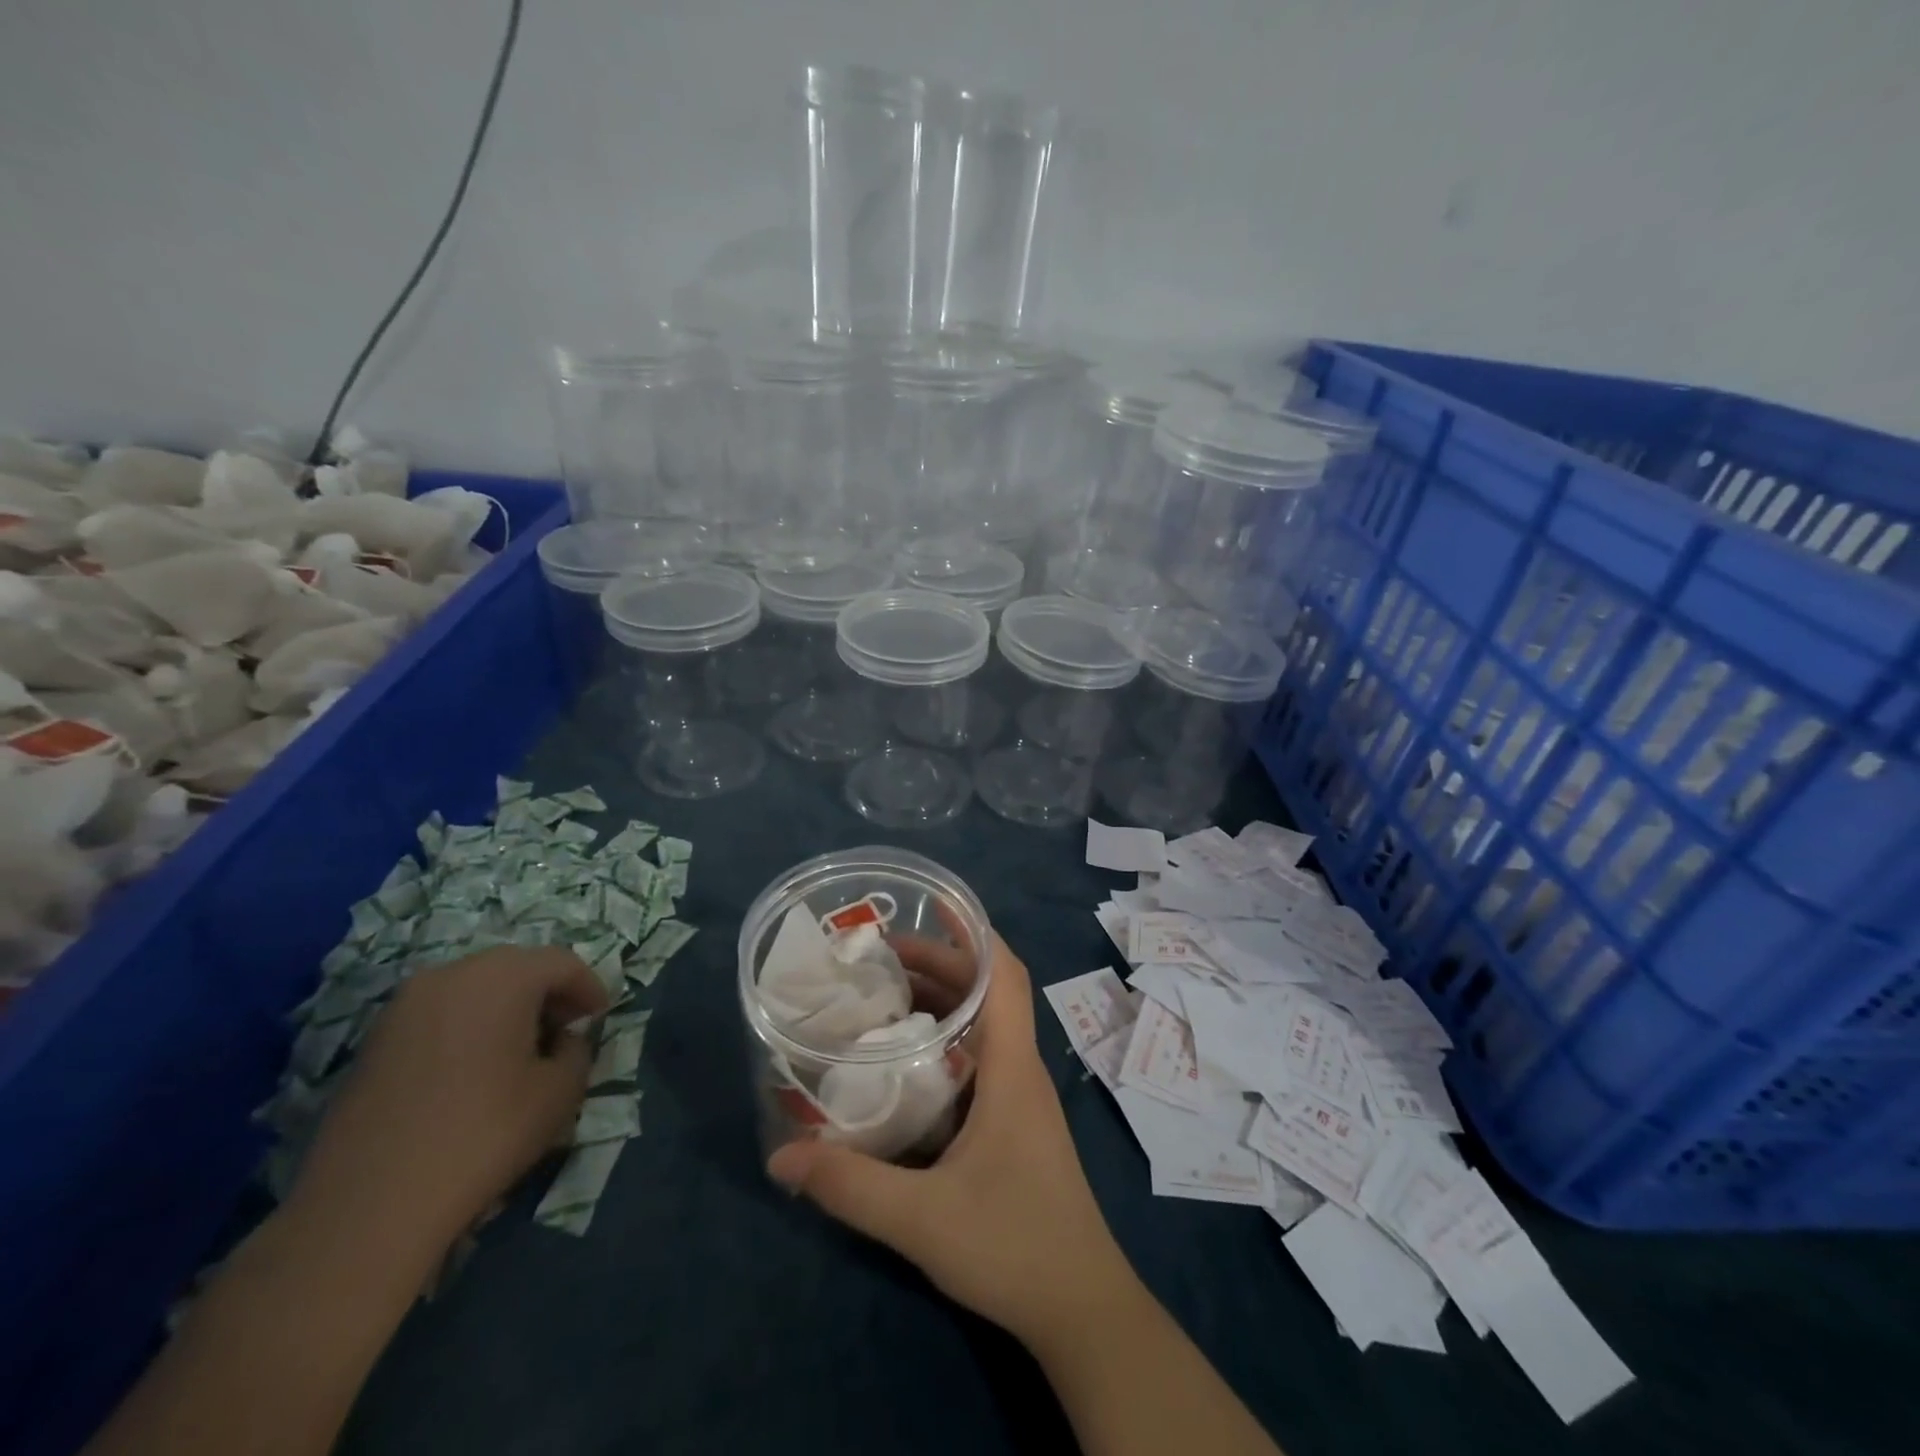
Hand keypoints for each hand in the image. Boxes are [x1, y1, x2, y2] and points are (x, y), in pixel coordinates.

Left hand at [291, 946, 607, 1256]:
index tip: (600, 1017)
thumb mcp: (561, 1092)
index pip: (563, 962)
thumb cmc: (484, 1134)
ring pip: (474, 988)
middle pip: (516, 966)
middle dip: (547, 992)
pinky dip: (467, 1026)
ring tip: (520, 1050)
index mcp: (503, 976)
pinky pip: (440, 1014)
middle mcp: (451, 974)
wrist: (367, 1206)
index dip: (589, 987)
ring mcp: (404, 1005)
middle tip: (565, 1028)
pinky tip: (473, 1069)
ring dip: (506, 1007)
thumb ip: (576, 1051)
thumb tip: (562, 1040)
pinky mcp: (374, 1040)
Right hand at [768, 932, 1137, 1349]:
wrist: (1081, 1308)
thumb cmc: (1013, 1246)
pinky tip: (906, 1061)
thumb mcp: (921, 1219)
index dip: (974, 932)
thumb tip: (782, 1156)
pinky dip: (946, 1041)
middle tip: (880, 955)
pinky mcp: (1014, 1123)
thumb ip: (850, 1186)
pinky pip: (979, 1058)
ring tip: (884, 994)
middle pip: (987, 991)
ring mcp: (1019, 1097)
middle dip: (940, 964)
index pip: (1005, 974)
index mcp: (1011, 1067)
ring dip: (942, 1001)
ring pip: (983, 1025)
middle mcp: (1019, 1069)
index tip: (932, 906)